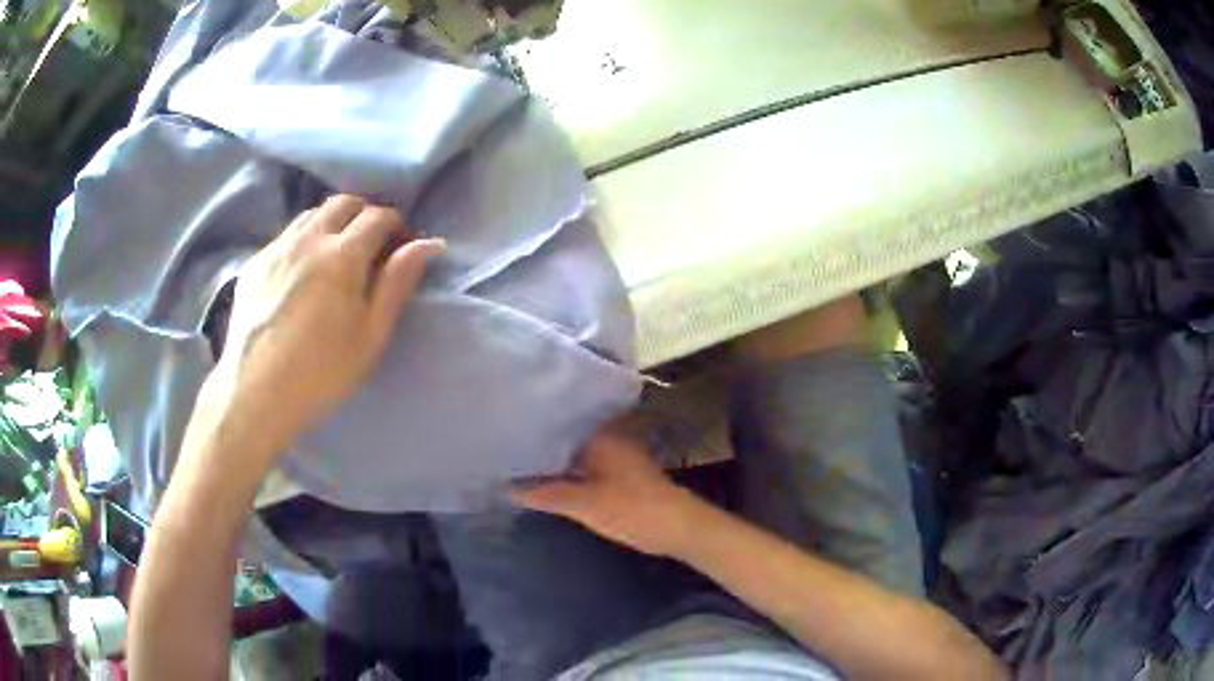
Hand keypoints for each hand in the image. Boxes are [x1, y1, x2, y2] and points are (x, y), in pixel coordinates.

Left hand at [217, 195, 443, 444]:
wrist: (256, 393)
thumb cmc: (322, 372)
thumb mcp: (371, 336)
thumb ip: (397, 284)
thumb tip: (428, 244)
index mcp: (343, 255)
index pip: (378, 216)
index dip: (396, 224)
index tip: (400, 244)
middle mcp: (309, 239)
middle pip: (343, 203)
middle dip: (363, 214)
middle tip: (370, 244)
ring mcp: (277, 248)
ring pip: (310, 214)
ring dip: (331, 222)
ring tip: (334, 253)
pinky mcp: (254, 263)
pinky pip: (284, 235)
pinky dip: (302, 240)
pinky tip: (300, 271)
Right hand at [511, 429, 704, 556]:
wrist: (679, 528)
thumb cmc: (633, 510)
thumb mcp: (584, 504)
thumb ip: (544, 494)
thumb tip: (506, 487)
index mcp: (599, 435)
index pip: (557, 420)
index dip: (530, 425)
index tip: (502, 428)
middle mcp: (606, 439)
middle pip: (563, 437)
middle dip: (537, 443)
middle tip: (502, 446)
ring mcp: (613, 456)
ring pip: (572, 453)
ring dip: (551, 460)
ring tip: (514, 462)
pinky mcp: (617, 474)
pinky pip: (583, 467)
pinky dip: (565, 473)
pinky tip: (543, 480)